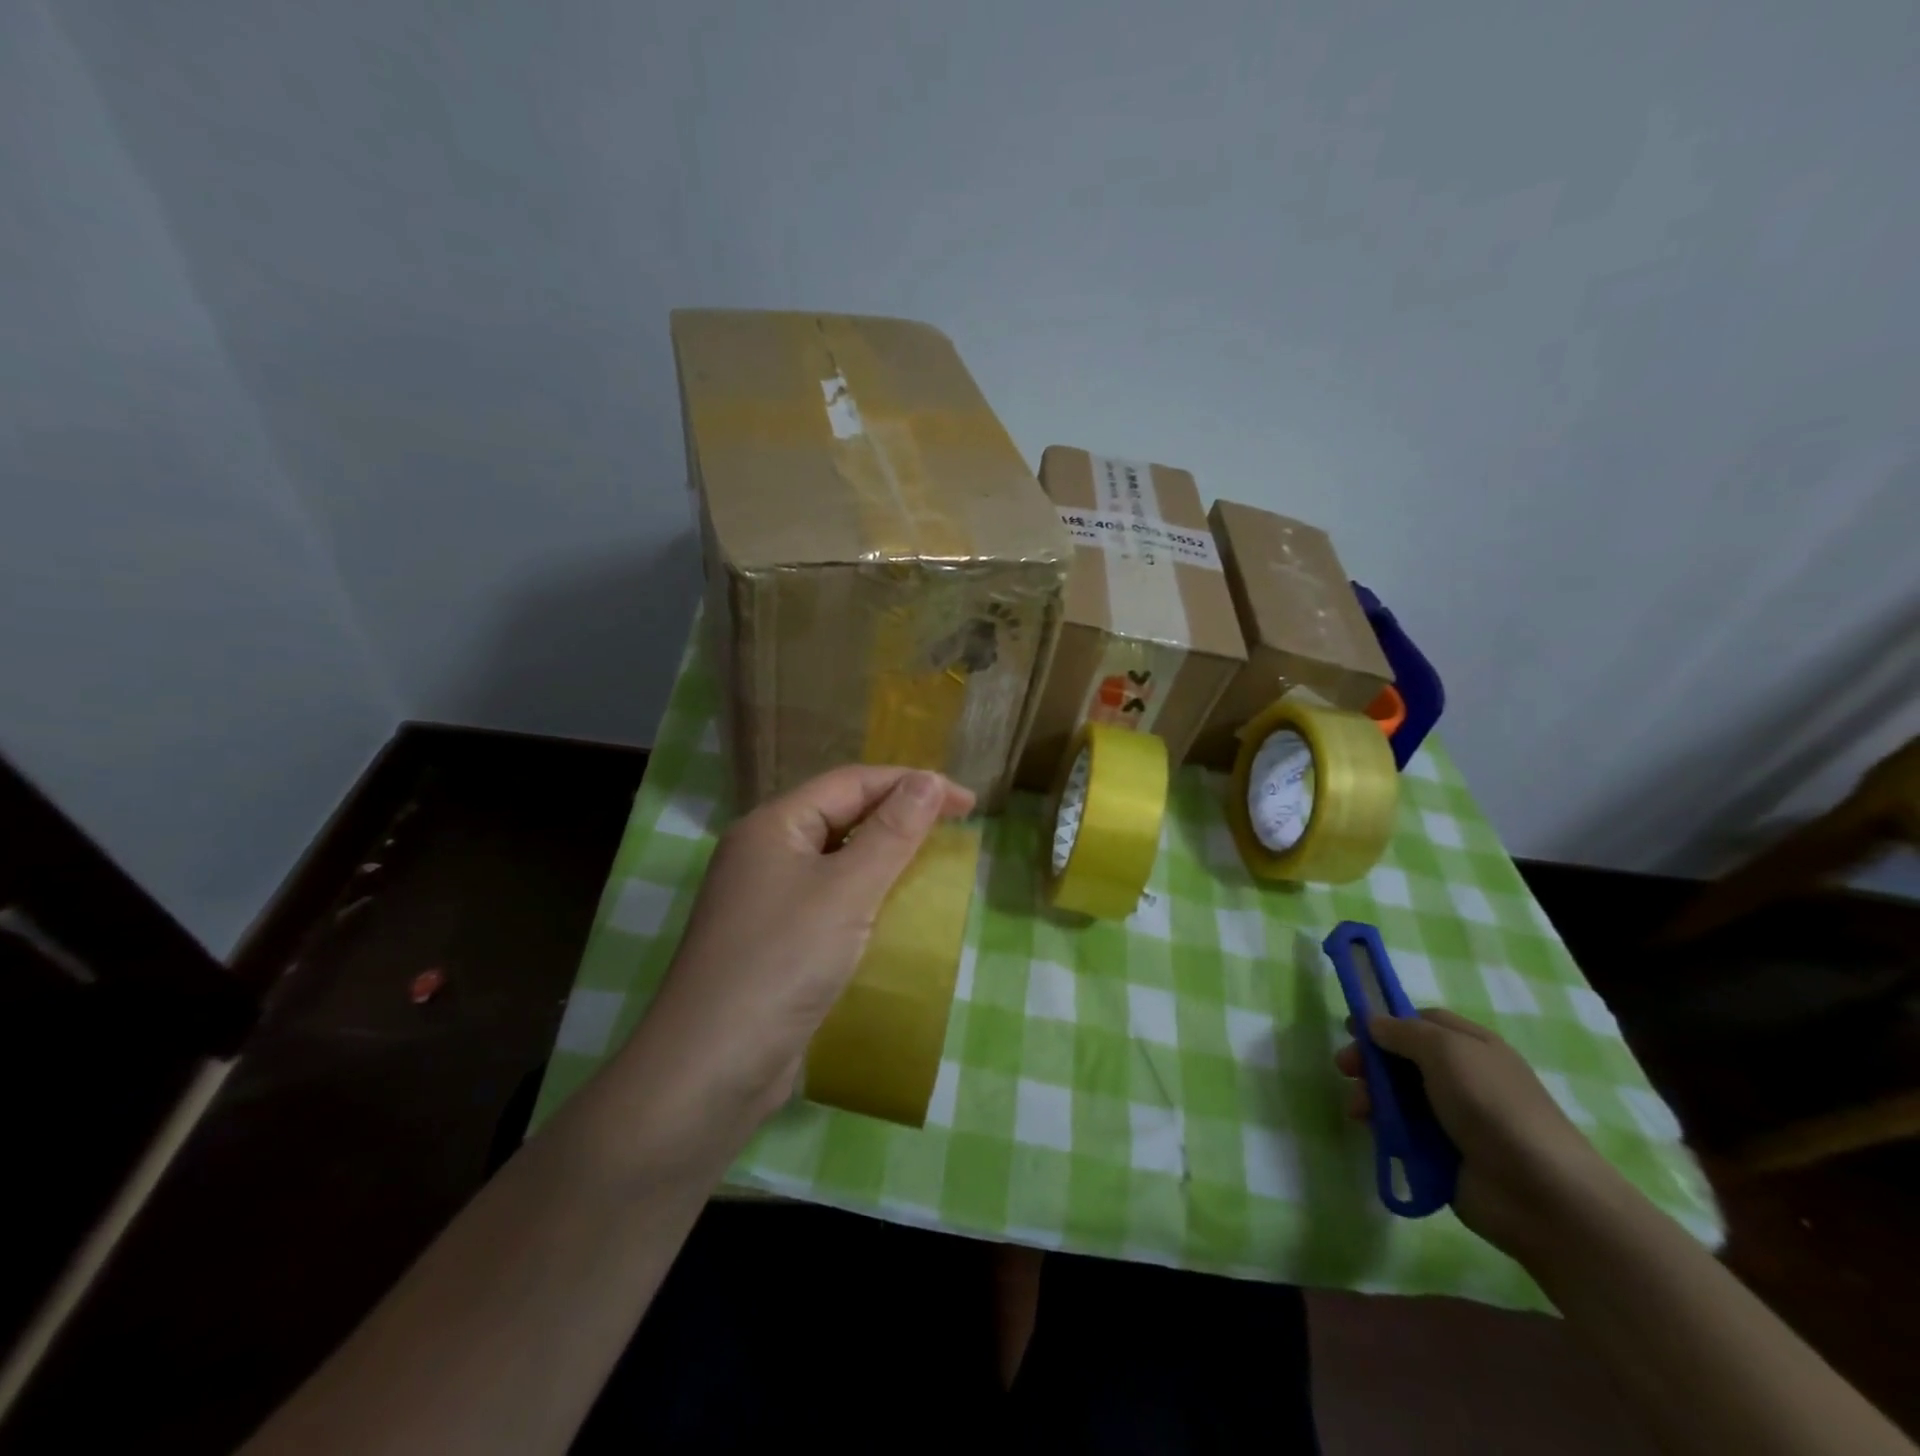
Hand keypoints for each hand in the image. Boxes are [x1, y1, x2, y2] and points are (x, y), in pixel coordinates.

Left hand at [621, 765, 974, 1140]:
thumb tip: (927, 779)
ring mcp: (765, 899)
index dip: (911, 783)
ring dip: (884, 857)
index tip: (966, 803)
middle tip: (954, 829)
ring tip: (932, 864)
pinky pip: (828, 900)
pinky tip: (893, 913)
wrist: (711, 1069)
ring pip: (835, 860)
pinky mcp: (773, 941)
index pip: (851, 782)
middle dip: (898, 816)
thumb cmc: (782, 962)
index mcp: (773, 826)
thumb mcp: (846, 890)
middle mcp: (764, 853)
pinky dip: (865, 897)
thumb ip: (891, 832)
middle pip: (841, 815)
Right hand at [1335, 1009, 1626, 1261]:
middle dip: (1370, 1061)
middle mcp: (1462, 1078)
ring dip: (1371, 1096)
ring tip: (1358, 1110)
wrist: (1541, 1195)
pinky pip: (1403, 1132)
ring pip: (1398, 1096)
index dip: (1386, 1021)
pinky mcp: (1443, 1155)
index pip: (1421, 1021)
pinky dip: (1384, 1128)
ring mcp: (1453, 1118)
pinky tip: (1374, 1131)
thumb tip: (1372, 1022)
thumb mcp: (1446, 1051)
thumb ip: (1403, 1032)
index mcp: (1471, 1046)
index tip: (1352, 1028)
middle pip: (1403, 1058)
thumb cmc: (1493, 1107)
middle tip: (1345, 1069)